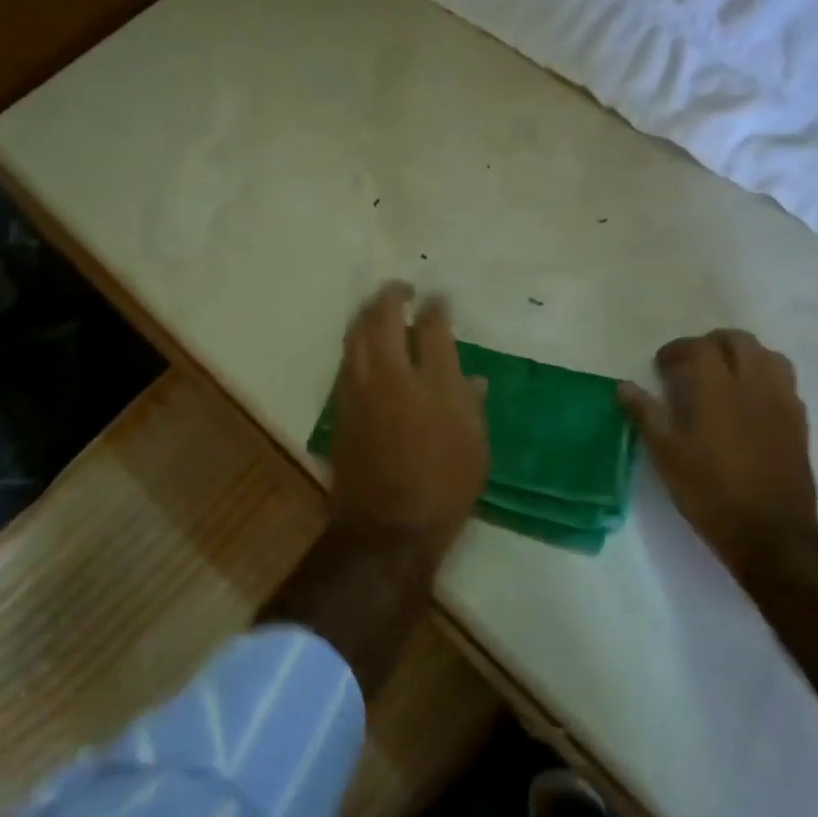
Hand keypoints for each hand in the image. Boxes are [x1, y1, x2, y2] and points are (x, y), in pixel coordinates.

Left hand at [330, 282, 489, 542]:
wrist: (388, 527)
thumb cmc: (445, 488)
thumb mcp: (475, 447)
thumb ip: (471, 404)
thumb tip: (470, 378)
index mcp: (434, 383)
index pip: (432, 327)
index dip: (436, 307)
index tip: (438, 299)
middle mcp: (393, 376)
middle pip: (383, 319)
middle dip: (391, 296)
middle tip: (401, 289)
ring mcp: (360, 390)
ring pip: (356, 336)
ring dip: (367, 316)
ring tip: (378, 310)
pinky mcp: (341, 409)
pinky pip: (346, 362)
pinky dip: (356, 345)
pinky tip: (364, 349)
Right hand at [619, 330, 817, 585]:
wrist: (771, 533)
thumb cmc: (710, 493)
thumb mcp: (667, 456)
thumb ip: (646, 415)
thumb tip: (624, 386)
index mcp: (718, 389)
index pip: (700, 348)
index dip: (678, 349)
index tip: (662, 365)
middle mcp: (754, 385)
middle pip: (739, 341)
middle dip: (713, 344)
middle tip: (692, 364)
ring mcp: (782, 402)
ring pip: (768, 356)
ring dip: (744, 355)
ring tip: (725, 375)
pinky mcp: (799, 422)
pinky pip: (785, 382)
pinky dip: (765, 378)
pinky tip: (751, 402)